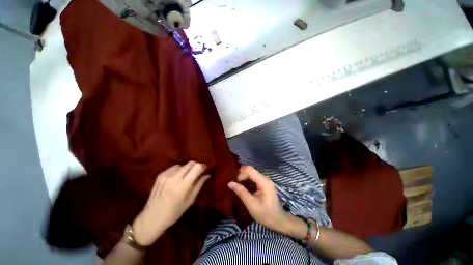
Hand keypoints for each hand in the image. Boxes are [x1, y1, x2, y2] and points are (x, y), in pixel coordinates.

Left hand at [132, 161, 209, 245]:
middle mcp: (175, 177)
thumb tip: (207, 175)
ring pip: (183, 165)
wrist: (151, 218)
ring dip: (187, 168)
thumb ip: (199, 185)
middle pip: (190, 163)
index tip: (204, 170)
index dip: (202, 167)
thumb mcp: (190, 201)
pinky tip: (177, 178)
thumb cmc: (174, 213)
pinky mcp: (160, 175)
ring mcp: (166, 175)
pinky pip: (174, 167)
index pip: (197, 167)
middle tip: (197, 173)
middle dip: (196, 166)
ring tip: (186, 177)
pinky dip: (179, 170)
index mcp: (183, 185)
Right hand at [227, 166, 302, 236]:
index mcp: (263, 182)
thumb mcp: (251, 204)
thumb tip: (230, 183)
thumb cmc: (265, 214)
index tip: (236, 182)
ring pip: (252, 173)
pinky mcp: (265, 183)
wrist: (279, 220)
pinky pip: (254, 177)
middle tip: (235, 183)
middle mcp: (265, 178)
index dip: (241, 174)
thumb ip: (241, 192)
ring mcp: (265, 180)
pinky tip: (244, 185)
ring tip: (238, 184)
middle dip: (242, 174)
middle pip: (251, 170)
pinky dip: (248, 179)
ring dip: (244, 176)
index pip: (250, 170)